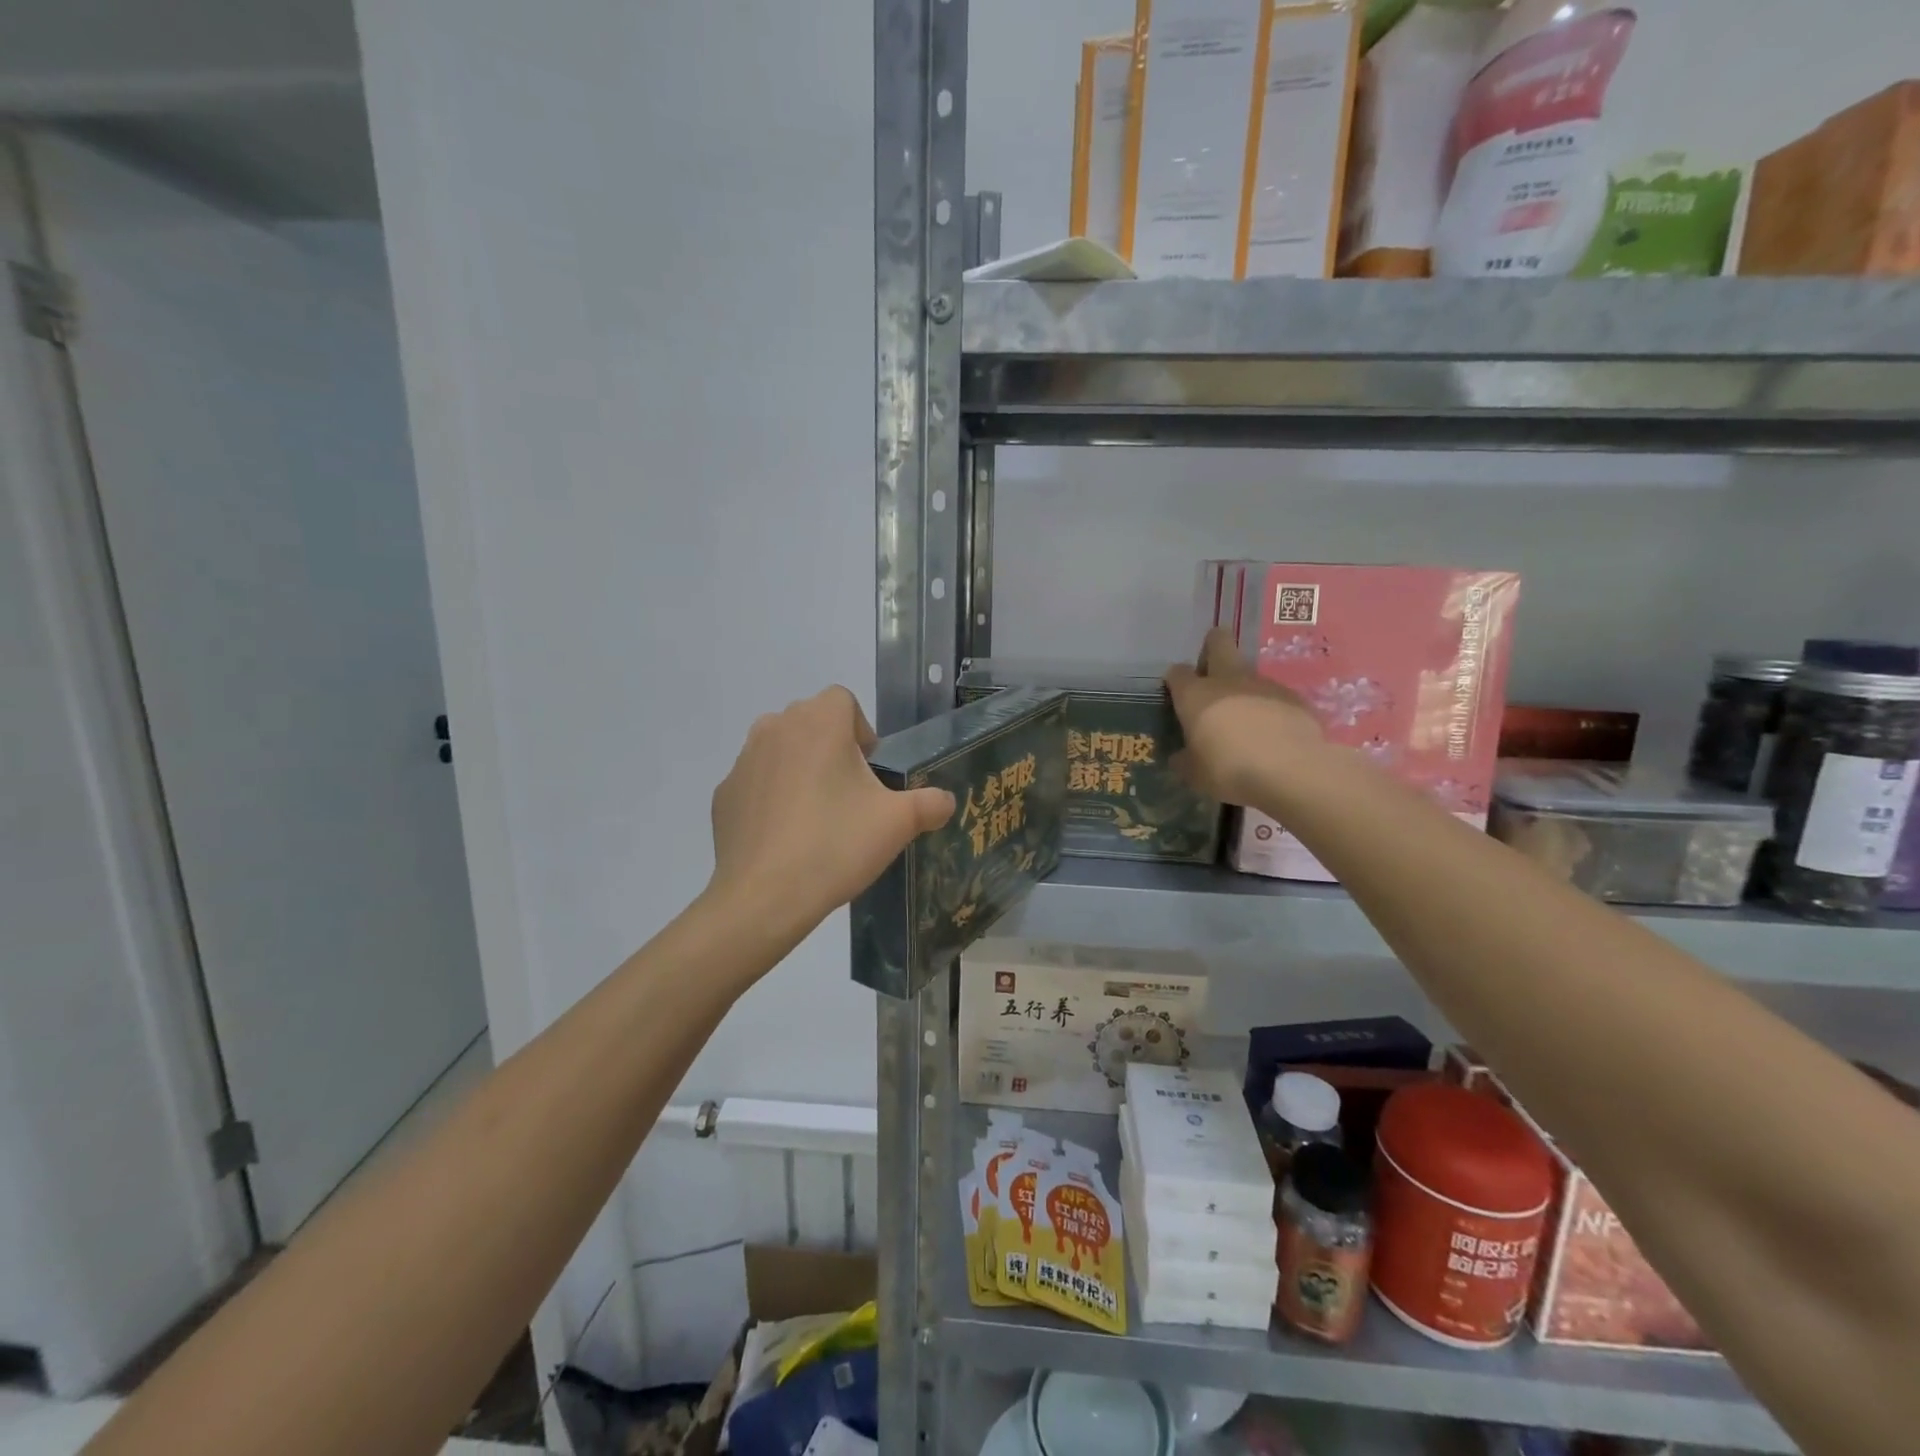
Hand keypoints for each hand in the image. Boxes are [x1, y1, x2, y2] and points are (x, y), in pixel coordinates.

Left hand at [708, 686, 954, 943]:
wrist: (764, 897)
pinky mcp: (724, 794)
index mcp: (818, 722)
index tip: (870, 773)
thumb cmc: (836, 845)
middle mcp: (775, 727)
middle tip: (849, 798)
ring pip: (781, 750)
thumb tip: (946, 801)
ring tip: (817, 819)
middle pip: (812, 723)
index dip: (862, 732)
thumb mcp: (899, 823)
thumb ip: (930, 803)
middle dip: (832, 750)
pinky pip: (757, 784)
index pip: (843, 701)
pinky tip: (786, 838)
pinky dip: (772, 799)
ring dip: (801, 770)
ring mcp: (743, 761)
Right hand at [1165, 628, 1323, 805]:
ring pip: (1248, 673)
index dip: (1176, 682)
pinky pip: (1274, 696)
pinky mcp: (1294, 697)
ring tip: (1245, 723)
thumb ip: (1185, 760)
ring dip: (1242, 688)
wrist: (1291, 771)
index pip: (1177, 672)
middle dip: (1212, 648)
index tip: (1178, 698)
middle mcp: (1228, 680)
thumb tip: (1181, 757)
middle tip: (1210, 675)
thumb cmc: (1229, 770)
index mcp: (1196, 695)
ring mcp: (1264, 684)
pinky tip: (1272, 734)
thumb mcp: (1195, 775)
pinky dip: (1269, 709)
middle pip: (1218, 641)